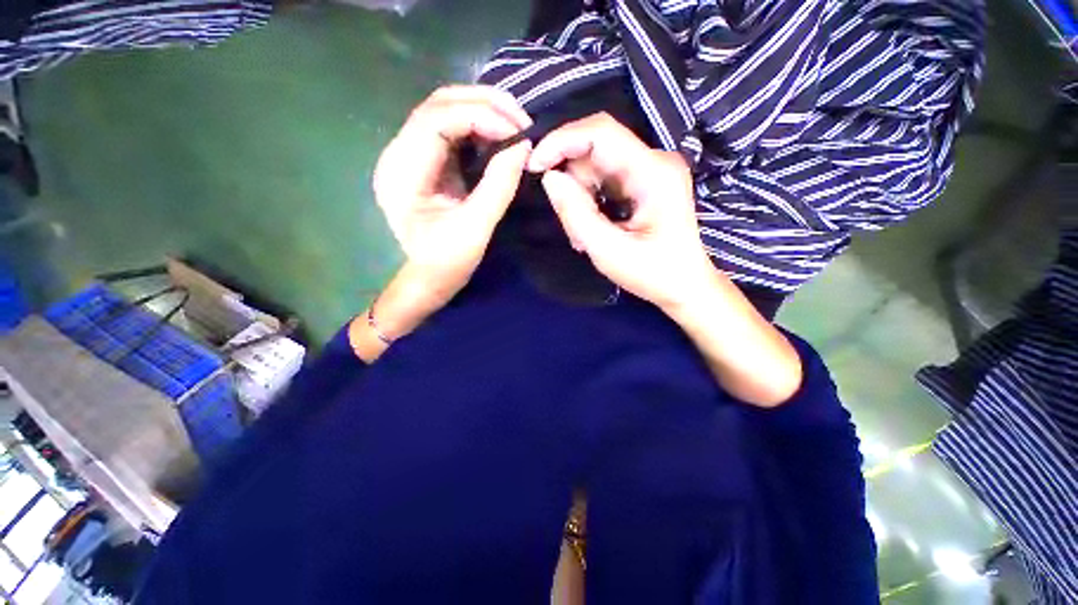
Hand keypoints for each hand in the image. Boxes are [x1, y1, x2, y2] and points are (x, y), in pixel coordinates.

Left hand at [373, 85, 532, 307]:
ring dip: (482, 111)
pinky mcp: (426, 163)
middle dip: (484, 104)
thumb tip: (523, 145)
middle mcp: (399, 154)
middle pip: (438, 105)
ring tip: (515, 125)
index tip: (518, 132)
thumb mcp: (475, 228)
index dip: (480, 115)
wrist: (427, 281)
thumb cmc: (446, 263)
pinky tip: (499, 137)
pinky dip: (479, 127)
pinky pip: (452, 131)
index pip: (436, 119)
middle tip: (522, 120)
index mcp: (403, 172)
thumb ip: (499, 185)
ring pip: (445, 111)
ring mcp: (411, 156)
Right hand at [527, 113, 716, 311]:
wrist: (684, 286)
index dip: (561, 141)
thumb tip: (549, 178)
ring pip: (595, 167)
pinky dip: (589, 202)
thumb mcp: (608, 251)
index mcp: (653, 173)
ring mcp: (649, 170)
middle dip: (572, 184)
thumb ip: (576, 214)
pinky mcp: (643, 182)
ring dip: (580, 199)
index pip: (601, 133)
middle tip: (572, 226)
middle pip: (595, 152)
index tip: (534, 166)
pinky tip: (594, 229)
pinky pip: (603, 180)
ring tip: (585, 236)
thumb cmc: (652, 274)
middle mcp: (654, 161)